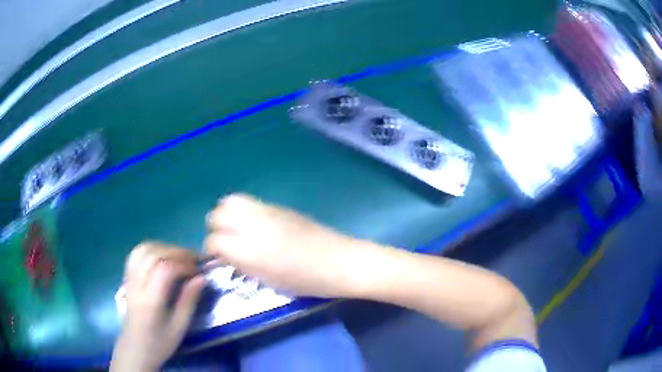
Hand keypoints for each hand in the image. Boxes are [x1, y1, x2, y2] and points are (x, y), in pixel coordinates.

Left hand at [111, 243, 204, 371]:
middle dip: (177, 252)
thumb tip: (201, 278)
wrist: (135, 348)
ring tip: (179, 257)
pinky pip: (137, 253)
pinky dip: (152, 248)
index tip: (198, 272)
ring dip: (164, 247)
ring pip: (144, 249)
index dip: (184, 265)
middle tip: (194, 260)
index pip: (164, 269)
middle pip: (154, 254)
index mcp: (150, 301)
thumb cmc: (159, 343)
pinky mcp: (127, 277)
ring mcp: (129, 278)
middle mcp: (137, 284)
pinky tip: (162, 256)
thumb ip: (189, 301)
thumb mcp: (179, 328)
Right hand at [205, 194, 377, 297]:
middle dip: (215, 228)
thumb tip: (224, 254)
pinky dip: (243, 211)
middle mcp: (255, 225)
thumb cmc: (307, 281)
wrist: (341, 261)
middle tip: (225, 242)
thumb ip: (242, 264)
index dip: (211, 250)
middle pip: (218, 213)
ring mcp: (268, 211)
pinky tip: (254, 225)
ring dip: (226, 214)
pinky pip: (250, 201)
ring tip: (235, 229)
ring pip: (231, 200)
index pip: (214, 241)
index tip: (217, 258)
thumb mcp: (269, 281)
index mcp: (252, 250)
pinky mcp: (279, 206)